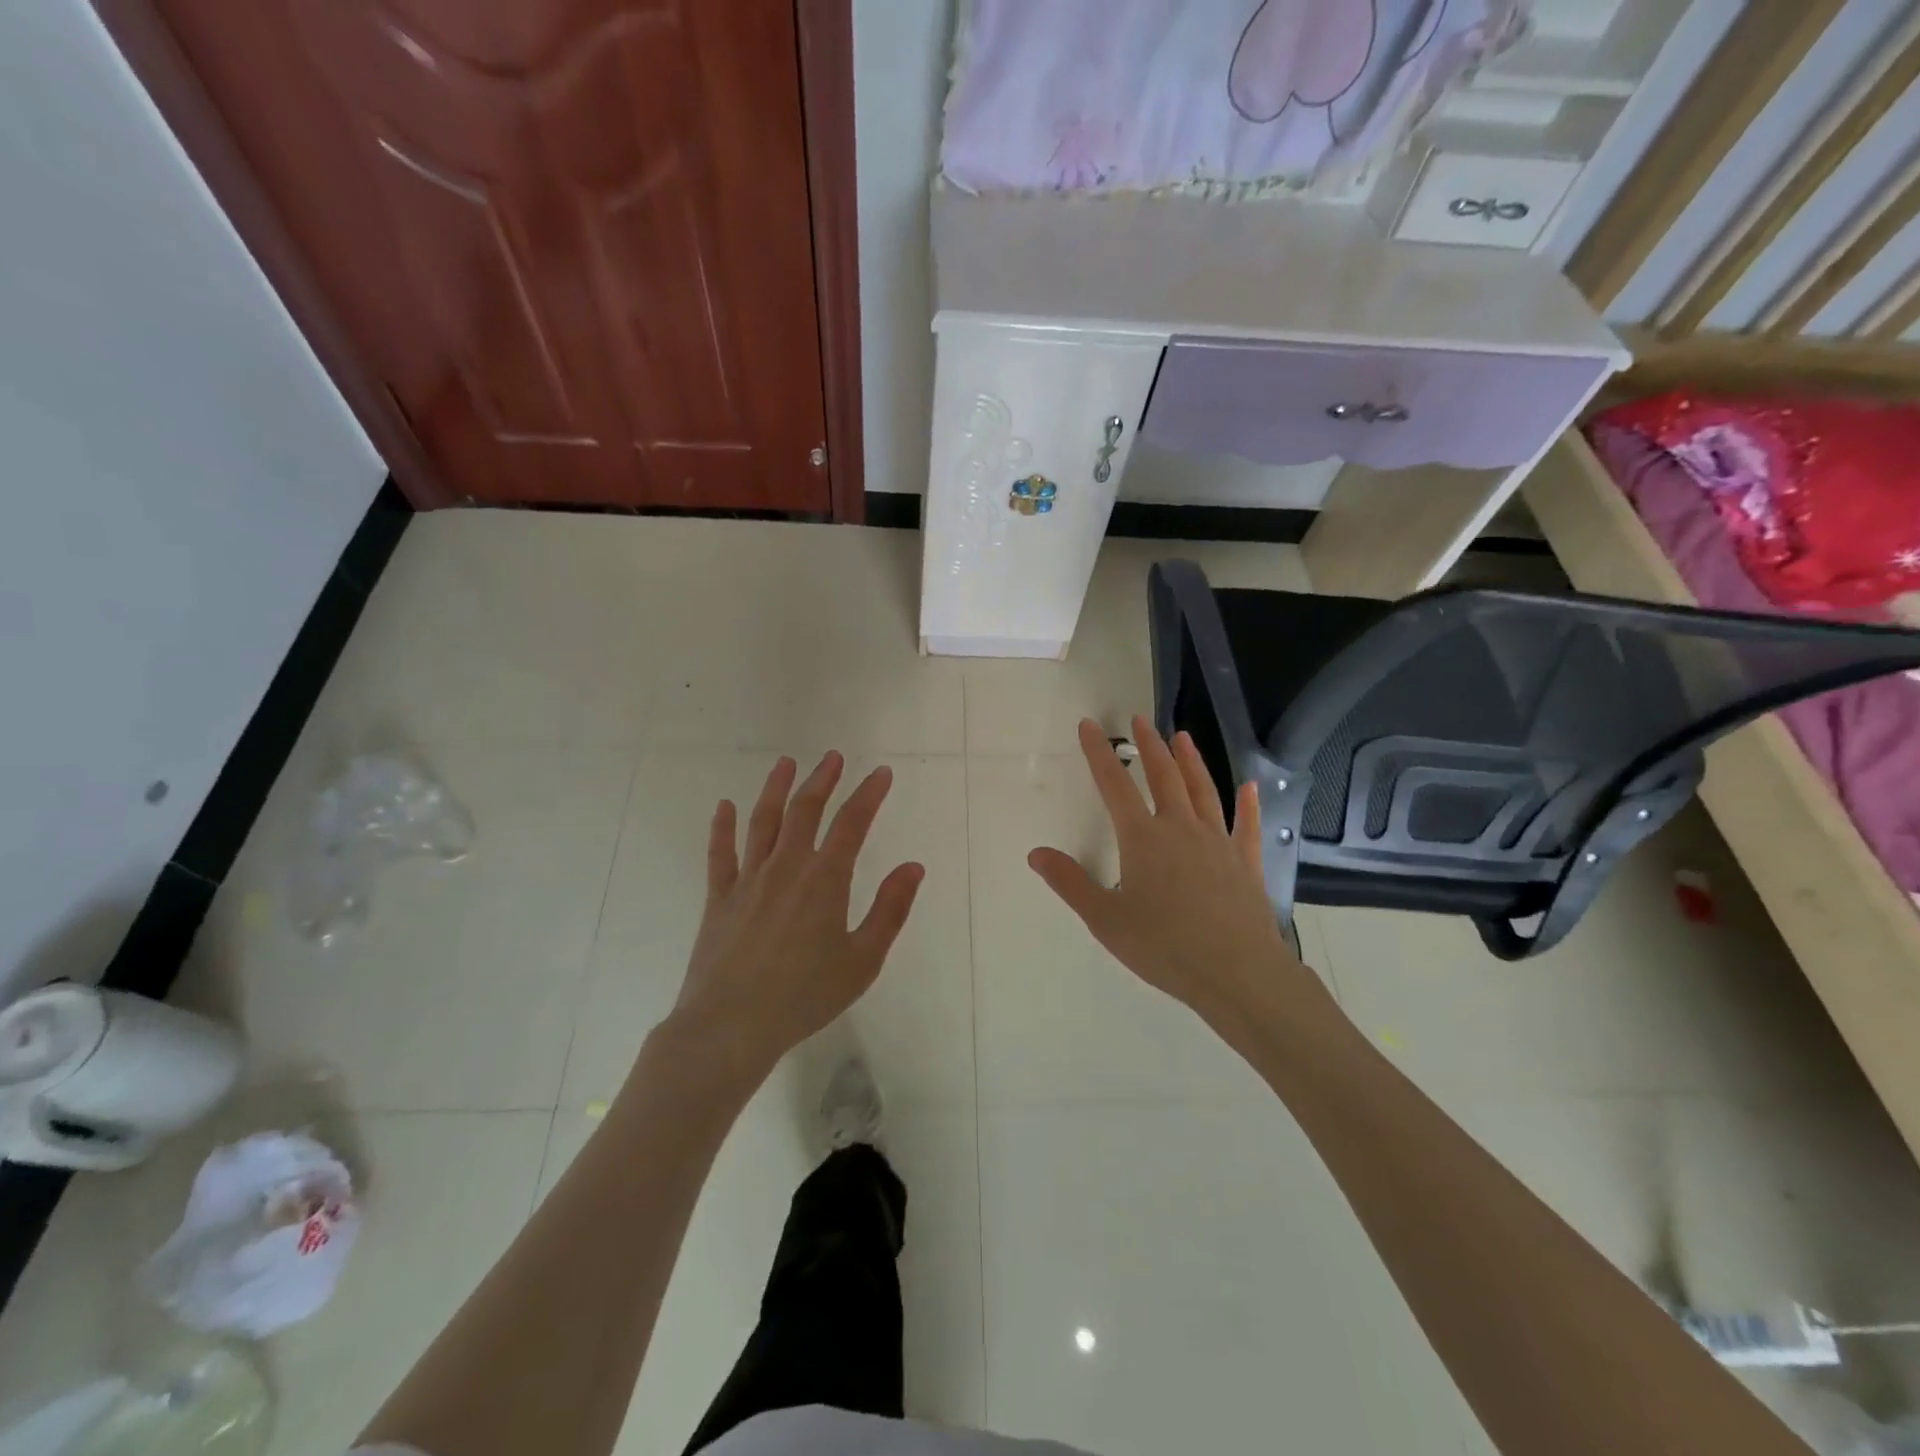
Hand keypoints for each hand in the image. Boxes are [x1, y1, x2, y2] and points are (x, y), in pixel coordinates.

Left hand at [668, 752, 924, 1080]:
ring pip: (763, 821)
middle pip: (805, 810)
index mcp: (825, 880)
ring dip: (776, 788)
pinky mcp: (719, 898)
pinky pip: (720, 854)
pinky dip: (722, 827)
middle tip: (833, 758)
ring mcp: (748, 880)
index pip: (852, 824)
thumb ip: (890, 910)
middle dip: (822, 780)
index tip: (881, 774)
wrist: (731, 1025)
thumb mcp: (863, 960)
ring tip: (786, 763)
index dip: (869, 795)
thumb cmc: (805, 996)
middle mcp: (786, 867)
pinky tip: (724, 806)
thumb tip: (913, 866)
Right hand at [1029, 717, 1302, 1018]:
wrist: (1236, 972)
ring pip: (1203, 790)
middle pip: (1164, 776)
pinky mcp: (1246, 863)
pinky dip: (1247, 804)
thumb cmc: (1163, 946)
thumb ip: (1070, 882)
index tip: (1089, 725)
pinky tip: (1248, 786)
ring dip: (1191, 761)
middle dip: (1150, 745)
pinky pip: (1246, 825)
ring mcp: (1218, 843)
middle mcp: (1181, 829)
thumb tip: (1036, 853)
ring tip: (1183, 736)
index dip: (1099, 753)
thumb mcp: (1104, 919)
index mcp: (1143, 839)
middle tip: (1140, 719)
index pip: (1114, 785)